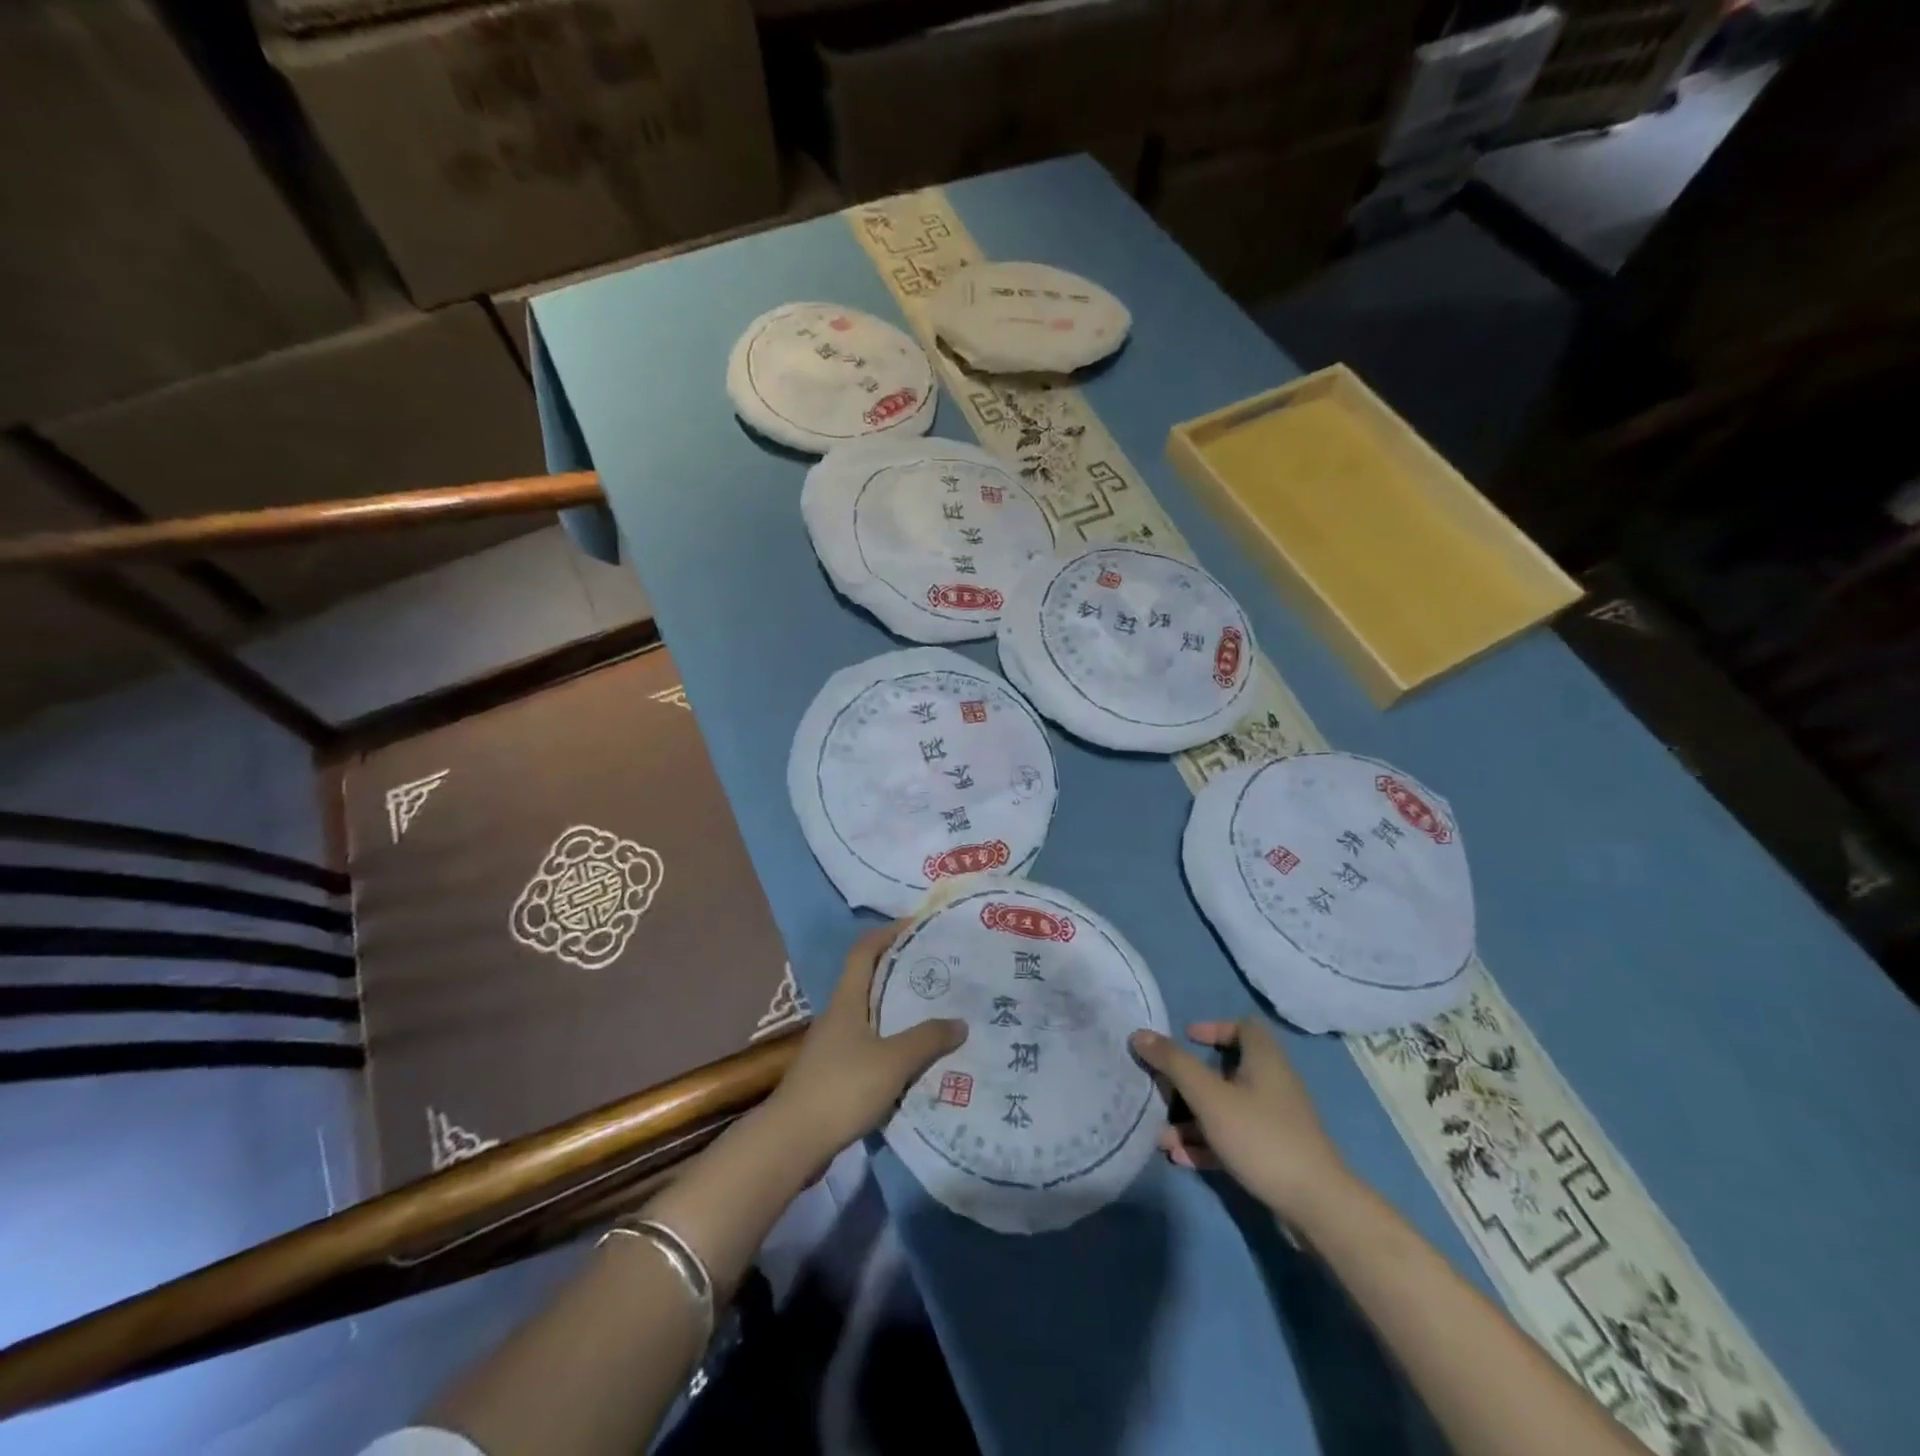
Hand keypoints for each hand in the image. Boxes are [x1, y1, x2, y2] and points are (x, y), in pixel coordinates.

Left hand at [765, 922, 967, 1168]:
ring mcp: (833, 1047)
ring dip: (899, 1011)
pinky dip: (892, 1045)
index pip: (864, 951)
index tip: (917, 926)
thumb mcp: (893, 1061)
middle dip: (901, 972)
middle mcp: (838, 1016)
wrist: (792, 1142)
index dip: (888, 933)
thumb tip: (960, 1023)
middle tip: (938, 971)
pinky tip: (914, 1060)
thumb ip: (927, 1039)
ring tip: (935, 1013)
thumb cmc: (842, 1088)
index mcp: (847, 1001)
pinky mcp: (834, 1075)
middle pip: (869, 981)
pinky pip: (870, 1047)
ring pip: (871, 1017)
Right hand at [1130, 1019, 1351, 1223]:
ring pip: (1225, 1108)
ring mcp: (1274, 1121)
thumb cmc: (1261, 1137)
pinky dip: (1207, 1143)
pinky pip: (1233, 1137)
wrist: (1317, 1207)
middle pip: (1226, 1070)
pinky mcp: (1273, 1153)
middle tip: (1161, 1089)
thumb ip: (1174, 1064)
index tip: (1186, 1039)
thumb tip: (1139, 1033)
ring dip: (1191, 1119)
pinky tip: (1180, 1158)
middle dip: (1189, 1082)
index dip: (1214, 1028)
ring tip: (1162, 1137)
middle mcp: (1272, 1084)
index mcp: (1264, 1060)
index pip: (1243, 1026)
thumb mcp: (1210, 1097)